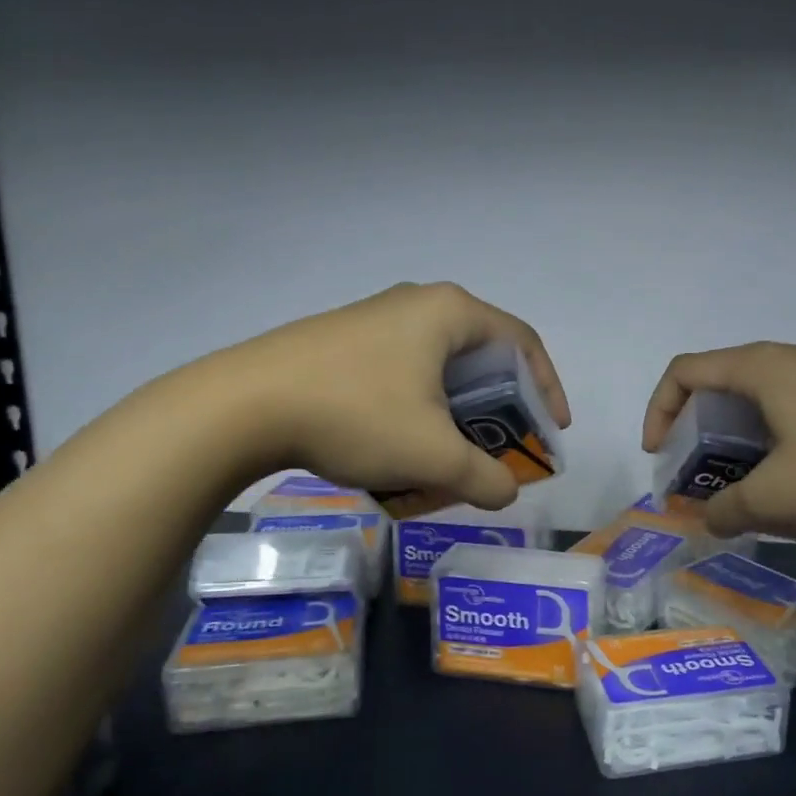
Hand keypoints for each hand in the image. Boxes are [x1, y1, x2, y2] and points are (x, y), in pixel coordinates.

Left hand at [229, 282, 570, 510]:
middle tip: (503, 447)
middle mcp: (418, 303)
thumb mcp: (432, 455)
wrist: (243, 404)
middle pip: (482, 355)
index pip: (523, 343)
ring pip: (439, 367)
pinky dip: (420, 407)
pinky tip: (401, 443)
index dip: (548, 389)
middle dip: (500, 407)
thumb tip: (506, 492)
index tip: (551, 431)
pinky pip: (404, 370)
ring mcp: (377, 318)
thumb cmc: (356, 414)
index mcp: (450, 313)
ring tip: (452, 454)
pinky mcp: (345, 339)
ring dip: (457, 411)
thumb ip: (485, 478)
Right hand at [641, 340, 795, 539]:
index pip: (686, 371)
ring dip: (754, 444)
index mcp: (762, 367)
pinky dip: (794, 445)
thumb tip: (710, 520)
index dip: (660, 410)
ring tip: (768, 493)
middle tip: (711, 478)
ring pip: (774, 402)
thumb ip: (729, 510)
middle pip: (729, 385)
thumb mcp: (776, 498)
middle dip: (708, 435)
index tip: (662, 455)